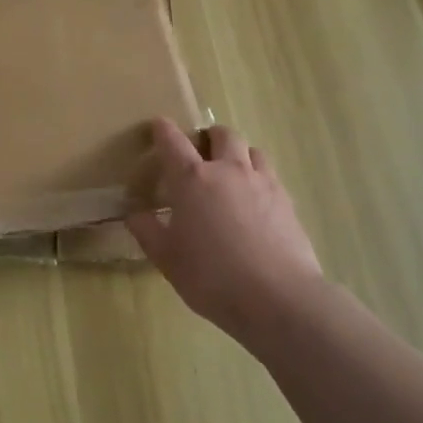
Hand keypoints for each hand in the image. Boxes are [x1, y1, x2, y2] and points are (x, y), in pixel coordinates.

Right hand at [126, 120, 325, 347]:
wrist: (278, 298)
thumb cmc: (212, 276)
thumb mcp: (167, 259)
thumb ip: (148, 232)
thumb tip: (135, 214)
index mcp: (192, 179)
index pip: (173, 141)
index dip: (163, 130)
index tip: (158, 125)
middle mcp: (228, 170)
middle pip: (222, 135)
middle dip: (209, 136)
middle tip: (201, 151)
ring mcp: (262, 183)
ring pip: (252, 150)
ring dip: (239, 154)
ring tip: (231, 173)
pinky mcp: (287, 201)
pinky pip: (270, 176)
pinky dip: (259, 179)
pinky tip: (255, 202)